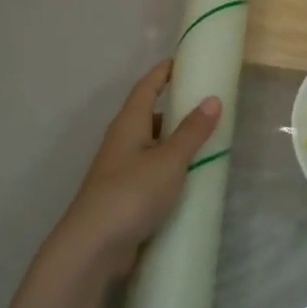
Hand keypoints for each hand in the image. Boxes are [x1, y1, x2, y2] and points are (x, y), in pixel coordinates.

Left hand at [50, 61, 220, 276]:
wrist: (94, 245)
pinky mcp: (124, 196)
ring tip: (204, 142)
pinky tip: (188, 179)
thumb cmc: (132, 193)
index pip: (146, 87)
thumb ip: (192, 131)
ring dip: (173, 141)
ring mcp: (121, 170)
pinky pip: (151, 172)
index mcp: (128, 124)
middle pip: (148, 116)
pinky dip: (169, 168)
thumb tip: (212, 99)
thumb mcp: (169, 160)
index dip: (163, 73)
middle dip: (173, 109)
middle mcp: (121, 141)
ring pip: (151, 146)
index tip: (182, 61)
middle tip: (205, 106)